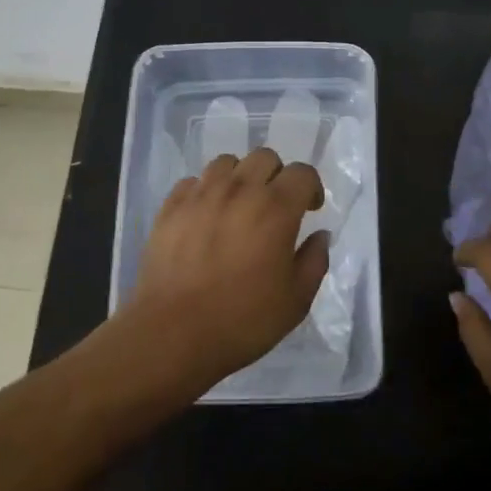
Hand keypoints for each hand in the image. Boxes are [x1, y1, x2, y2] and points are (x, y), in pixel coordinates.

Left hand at [114, 148, 328, 398]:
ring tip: (239, 206)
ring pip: (227, 163)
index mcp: (276, 208)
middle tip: (275, 207)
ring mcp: (201, 195)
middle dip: (277, 176)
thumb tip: (319, 235)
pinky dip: (206, 191)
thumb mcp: (296, 300)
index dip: (311, 187)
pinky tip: (206, 217)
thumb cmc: (243, 320)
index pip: (302, 172)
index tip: (309, 210)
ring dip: (240, 178)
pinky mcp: (170, 207)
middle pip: (265, 157)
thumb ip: (315, 261)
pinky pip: (194, 182)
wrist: (172, 333)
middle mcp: (240, 190)